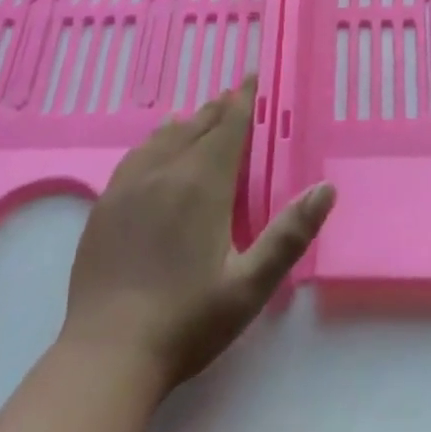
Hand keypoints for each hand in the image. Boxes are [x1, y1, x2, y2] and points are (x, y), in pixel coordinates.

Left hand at [60, 77, 335, 398]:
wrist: (107, 354)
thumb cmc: (188, 320)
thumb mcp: (251, 284)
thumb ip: (290, 234)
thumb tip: (325, 189)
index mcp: (202, 185)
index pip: (227, 128)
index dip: (243, 101)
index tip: (251, 77)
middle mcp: (164, 174)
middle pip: (195, 127)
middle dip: (218, 109)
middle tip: (232, 94)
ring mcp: (128, 188)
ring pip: (162, 139)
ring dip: (186, 123)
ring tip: (198, 115)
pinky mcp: (105, 207)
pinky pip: (135, 157)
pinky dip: (153, 143)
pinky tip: (153, 149)